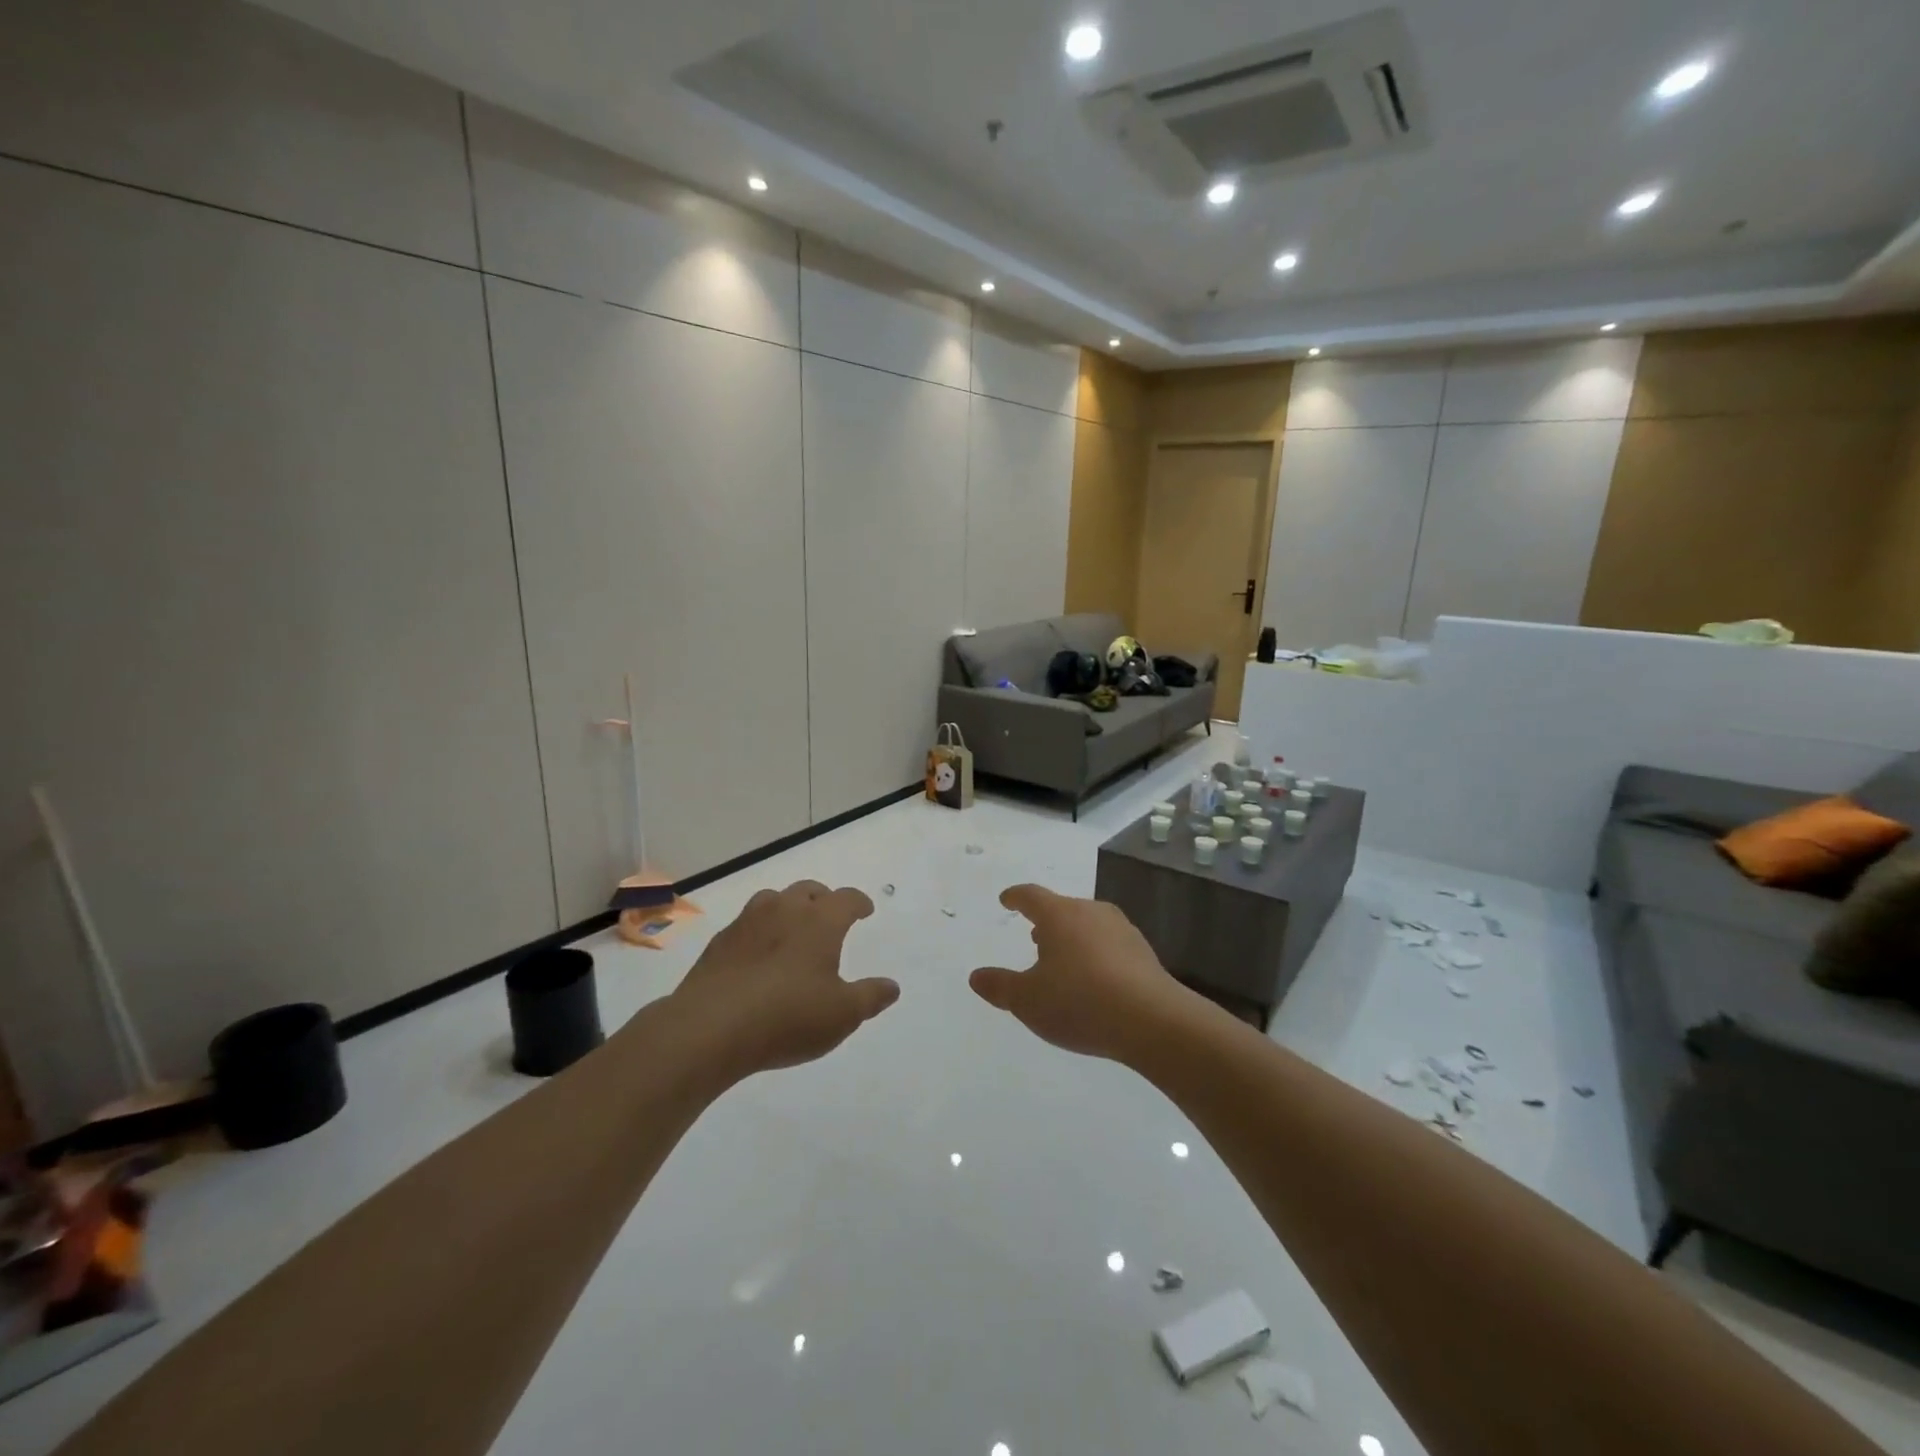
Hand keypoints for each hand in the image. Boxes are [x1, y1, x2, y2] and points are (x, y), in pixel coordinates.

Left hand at [672, 881, 898, 1076]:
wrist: (709, 1028)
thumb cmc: (787, 1017)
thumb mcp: (842, 1015)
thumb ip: (870, 997)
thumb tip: (892, 986)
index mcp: (820, 921)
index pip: (846, 899)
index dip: (859, 903)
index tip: (865, 910)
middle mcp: (784, 910)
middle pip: (809, 891)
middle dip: (823, 900)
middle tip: (829, 917)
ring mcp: (748, 922)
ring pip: (774, 900)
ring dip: (788, 908)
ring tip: (792, 930)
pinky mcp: (720, 942)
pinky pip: (747, 924)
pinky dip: (760, 931)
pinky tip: (758, 955)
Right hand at [970, 884, 1203, 1063]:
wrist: (1151, 1020)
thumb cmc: (1079, 1002)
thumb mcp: (1028, 1000)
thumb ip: (1000, 986)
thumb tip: (976, 976)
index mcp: (1059, 915)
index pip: (1031, 896)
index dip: (1016, 897)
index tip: (1007, 899)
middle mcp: (1091, 912)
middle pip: (1063, 909)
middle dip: (1046, 922)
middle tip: (1034, 936)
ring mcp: (1121, 930)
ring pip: (1088, 925)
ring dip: (1072, 938)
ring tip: (1063, 959)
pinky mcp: (1143, 953)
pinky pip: (1109, 945)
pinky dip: (1095, 955)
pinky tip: (1094, 979)